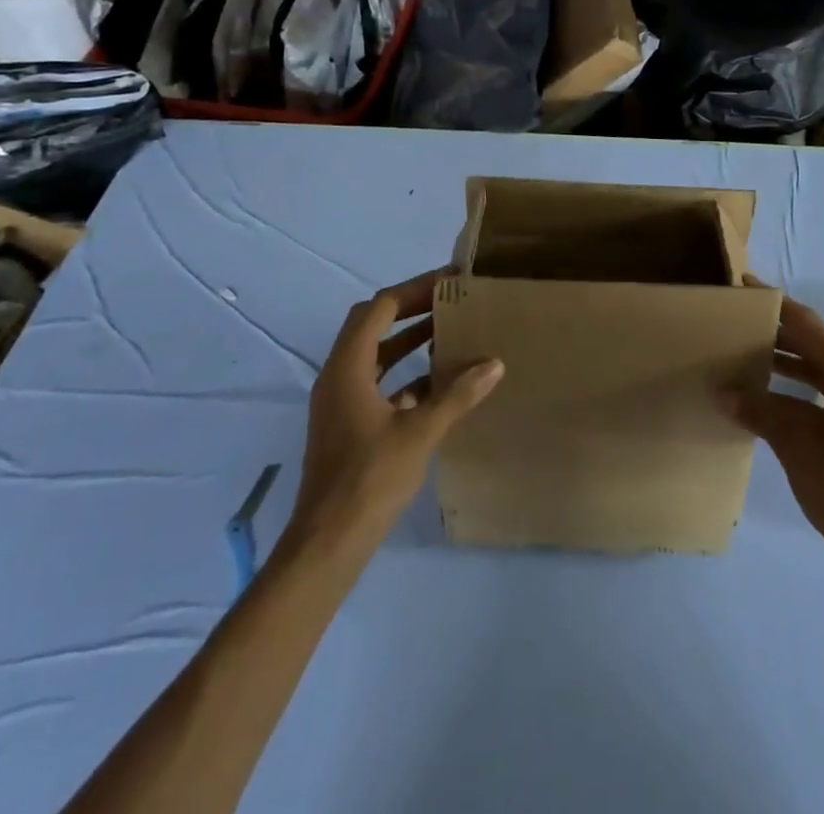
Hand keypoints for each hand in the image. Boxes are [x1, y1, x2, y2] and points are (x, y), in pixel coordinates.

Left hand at [283, 269, 503, 560]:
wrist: (328, 543)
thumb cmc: (370, 479)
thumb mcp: (419, 433)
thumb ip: (457, 395)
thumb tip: (494, 364)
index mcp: (348, 367)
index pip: (380, 308)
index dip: (415, 290)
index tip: (450, 281)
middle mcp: (338, 375)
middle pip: (373, 324)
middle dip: (410, 308)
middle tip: (449, 299)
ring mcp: (341, 401)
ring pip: (375, 354)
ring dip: (408, 339)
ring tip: (448, 330)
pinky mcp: (348, 423)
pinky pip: (377, 382)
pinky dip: (405, 373)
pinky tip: (438, 381)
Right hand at [724, 289, 823, 575]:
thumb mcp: (797, 445)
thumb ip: (759, 411)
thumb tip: (720, 391)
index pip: (807, 325)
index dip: (775, 303)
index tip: (744, 286)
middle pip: (811, 343)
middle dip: (775, 331)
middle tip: (736, 321)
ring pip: (815, 369)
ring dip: (782, 360)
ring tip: (742, 353)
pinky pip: (819, 392)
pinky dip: (792, 388)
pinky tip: (762, 396)